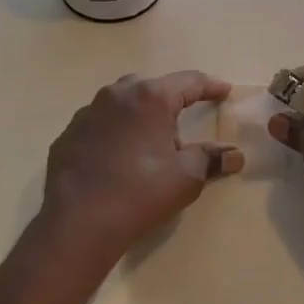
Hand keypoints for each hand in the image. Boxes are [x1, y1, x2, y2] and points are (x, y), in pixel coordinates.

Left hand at [36, 71, 242, 271]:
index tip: (224, 91)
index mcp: (150, 97)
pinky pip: (99, 124)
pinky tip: (117, 157)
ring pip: (121, 103)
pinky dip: (114, 132)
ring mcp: (87, 113)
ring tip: (149, 140)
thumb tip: (234, 155)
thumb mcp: (186, 177)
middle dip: (170, 99)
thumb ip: (211, 159)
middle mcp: (116, 95)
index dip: (210, 86)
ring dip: (139, 115)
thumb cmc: (141, 193)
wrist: (78, 222)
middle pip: (151, 87)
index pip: (189, 82)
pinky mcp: (68, 134)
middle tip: (183, 119)